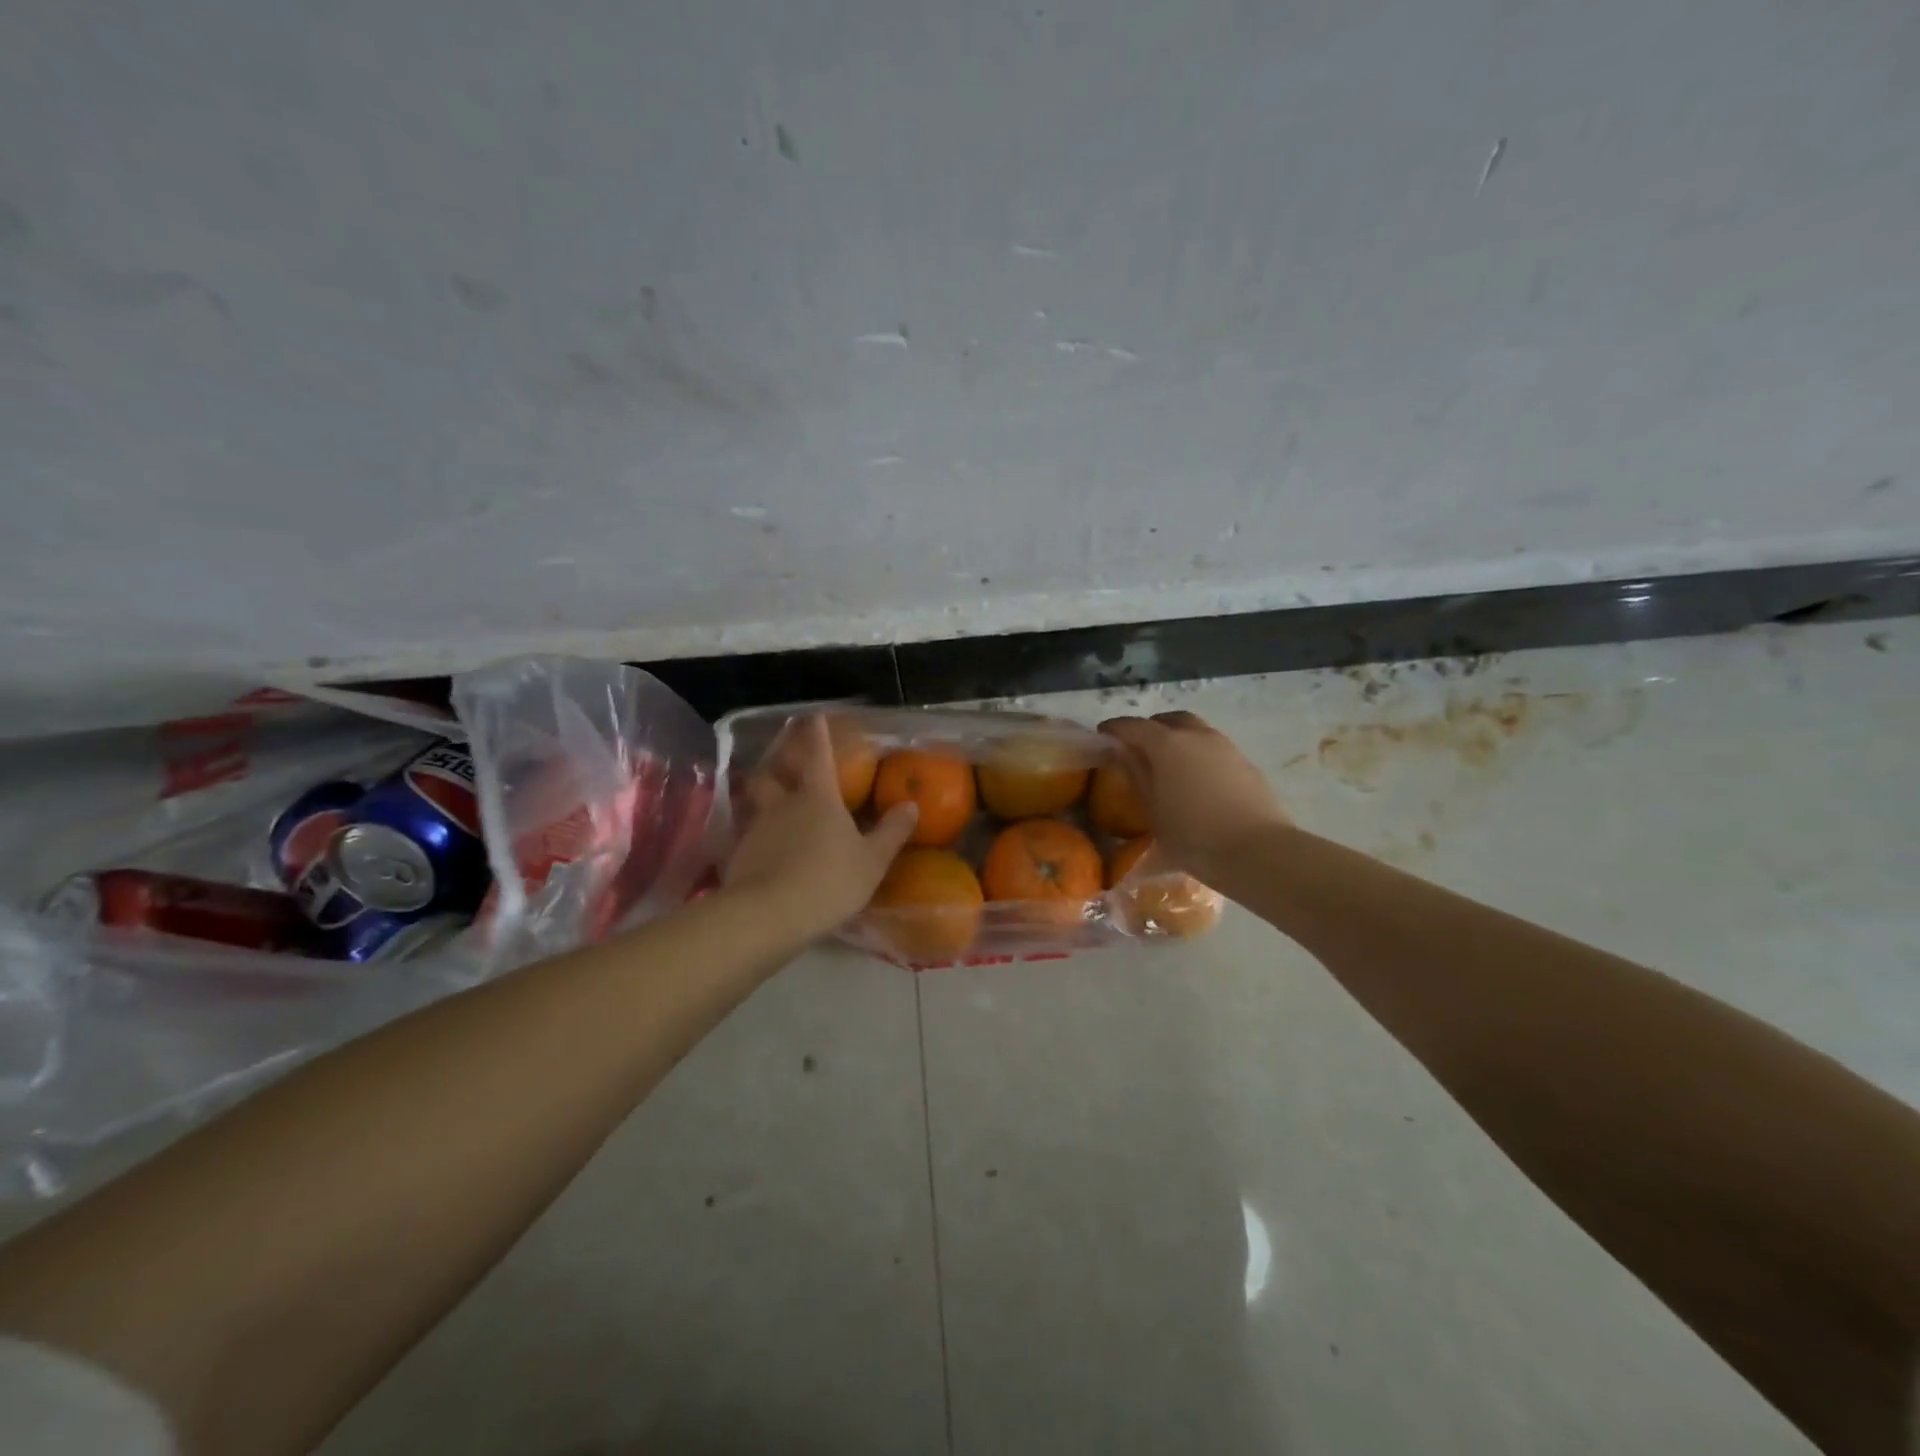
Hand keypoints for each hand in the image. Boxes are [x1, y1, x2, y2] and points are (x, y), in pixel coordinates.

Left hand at [724, 715, 918, 939]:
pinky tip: (761, 838)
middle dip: (779, 755)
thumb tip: (911, 805)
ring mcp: (757, 827)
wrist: (768, 915)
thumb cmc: (828, 881)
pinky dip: (756, 827)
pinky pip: (748, 830)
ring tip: (769, 789)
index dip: (818, 734)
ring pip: (756, 798)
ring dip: (763, 788)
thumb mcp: (871, 861)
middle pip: (774, 770)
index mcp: (818, 797)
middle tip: (784, 748)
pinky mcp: (739, 853)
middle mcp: (783, 803)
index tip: (815, 716)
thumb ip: (891, 832)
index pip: (818, 755)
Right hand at [1097, 711, 1286, 886]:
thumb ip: (1137, 775)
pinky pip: (1212, 747)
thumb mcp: (1153, 811)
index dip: (1115, 729)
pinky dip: (1197, 753)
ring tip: (1167, 765)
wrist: (1258, 852)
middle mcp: (1196, 735)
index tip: (1103, 735)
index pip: (1133, 726)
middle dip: (1149, 728)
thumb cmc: (1194, 836)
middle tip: (1137, 748)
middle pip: (1167, 720)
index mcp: (1167, 744)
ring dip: (1176, 739)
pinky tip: (1195, 780)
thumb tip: (1123, 752)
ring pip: (1194, 730)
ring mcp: (1225, 746)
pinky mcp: (1244, 762)